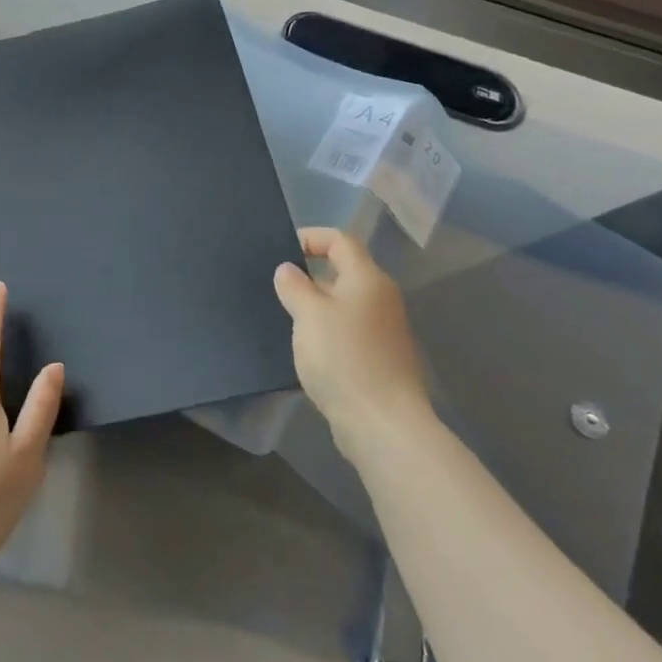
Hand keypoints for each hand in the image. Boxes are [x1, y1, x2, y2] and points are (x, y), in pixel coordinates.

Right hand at [274, 227, 431, 452]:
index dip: (311, 237)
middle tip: (278, 288)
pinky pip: (349, 330)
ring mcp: (384, 330)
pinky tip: (308, 349)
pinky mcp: (381, 358)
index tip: (282, 251)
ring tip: (287, 318)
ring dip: (316, 306)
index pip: (340, 240)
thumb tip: (288, 270)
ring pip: (344, 304)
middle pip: (344, 271)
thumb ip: (294, 286)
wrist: (383, 423)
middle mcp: (381, 298)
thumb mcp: (308, 315)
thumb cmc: (343, 358)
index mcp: (367, 279)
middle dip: (310, 275)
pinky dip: (327, 331)